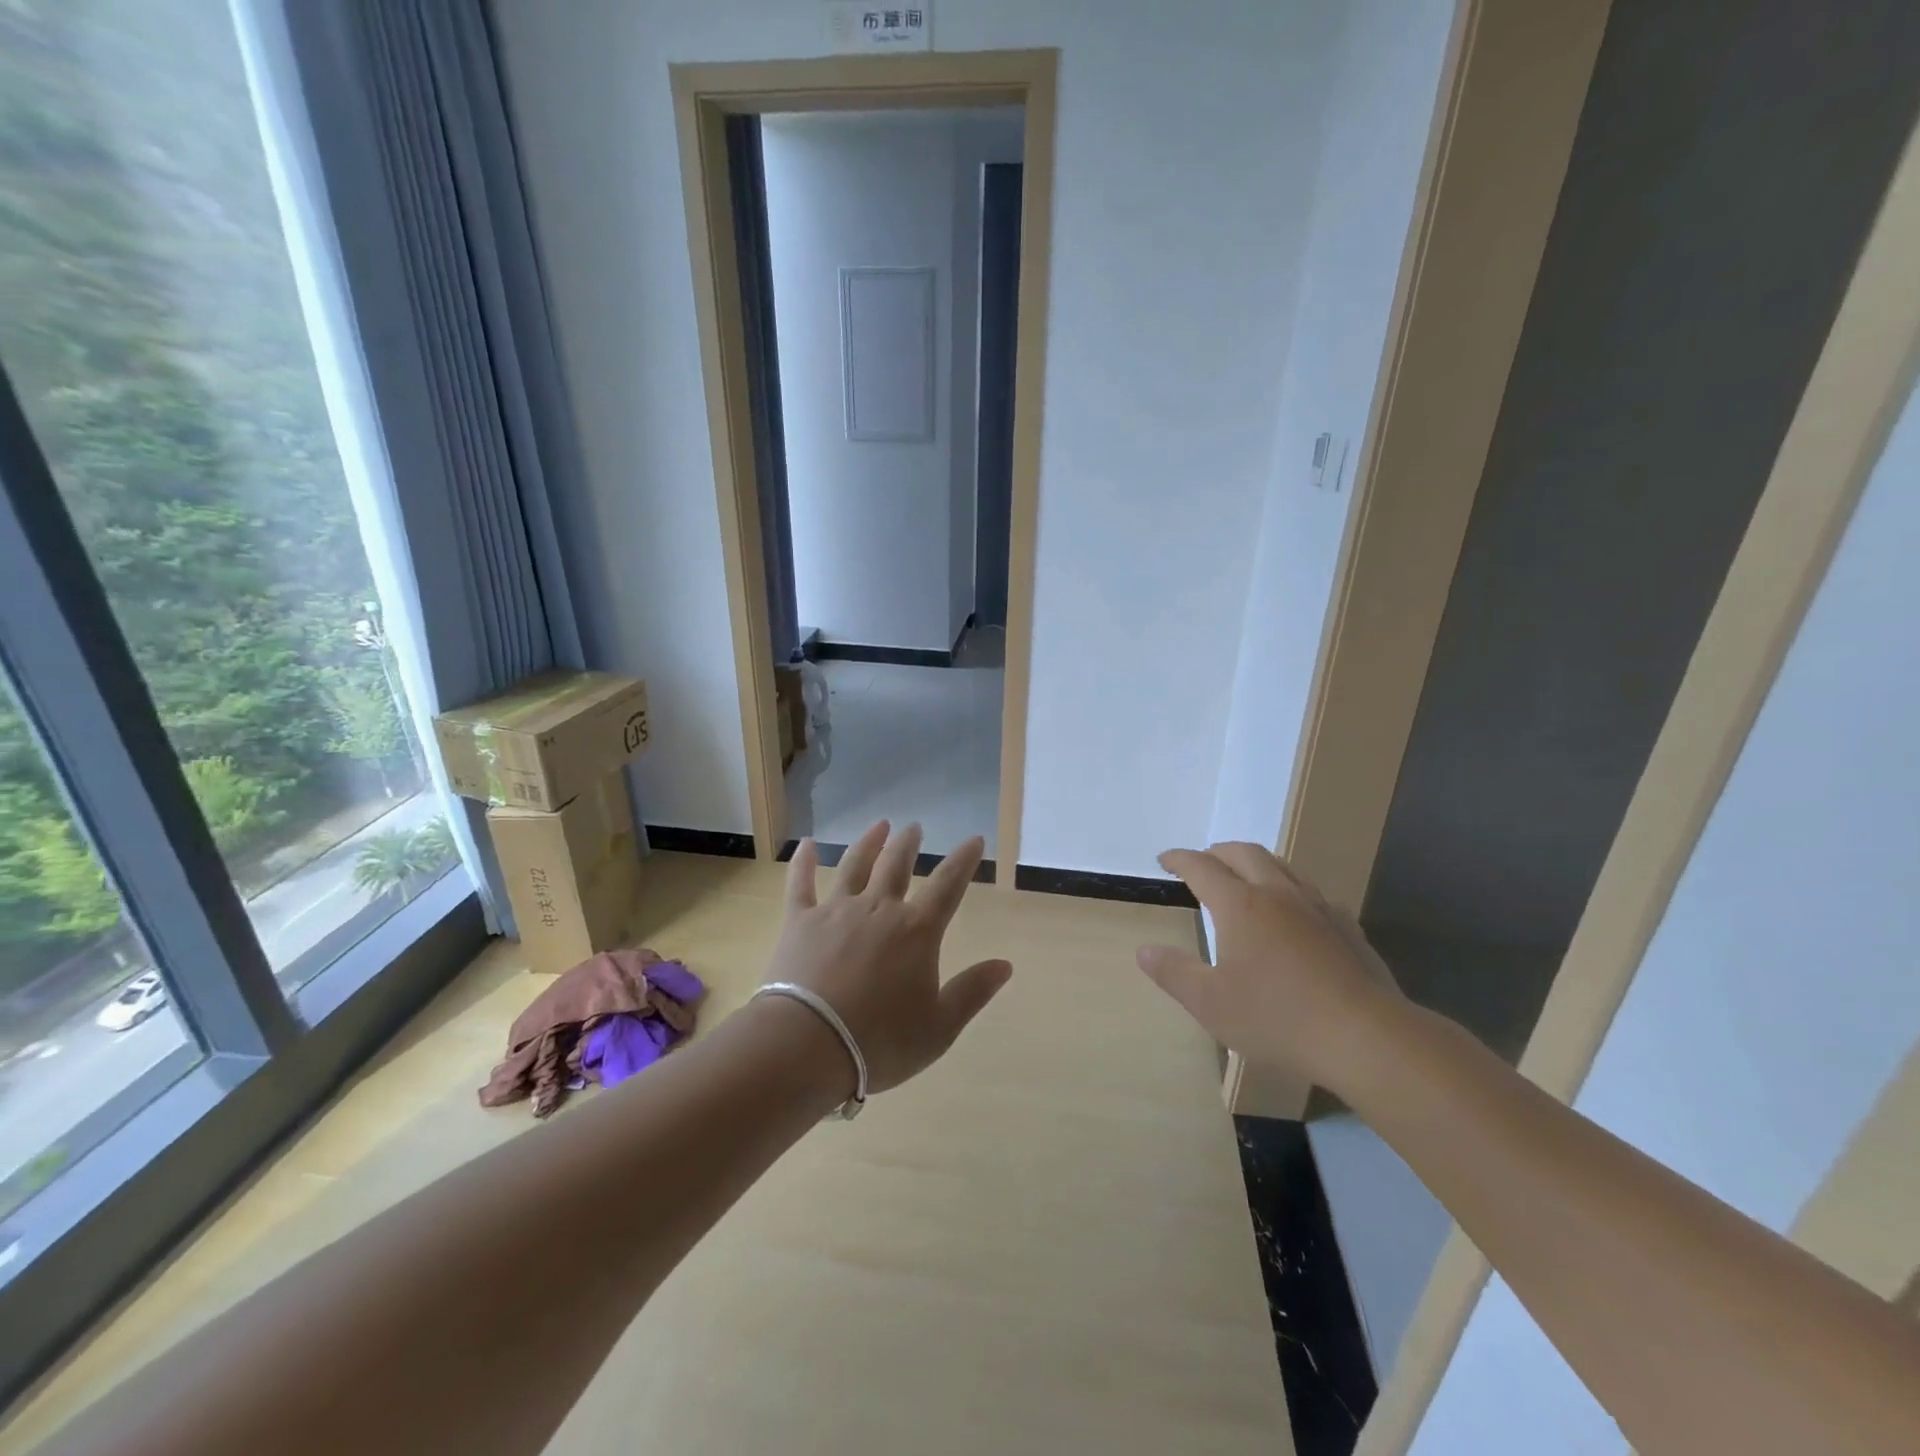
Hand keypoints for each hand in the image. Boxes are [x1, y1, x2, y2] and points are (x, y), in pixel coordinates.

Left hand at [767, 821, 1011, 1096]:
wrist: (807, 1045)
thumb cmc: (879, 1042)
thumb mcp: (939, 1027)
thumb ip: (972, 992)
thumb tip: (1005, 965)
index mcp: (917, 931)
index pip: (948, 885)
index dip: (964, 860)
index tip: (974, 839)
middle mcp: (879, 909)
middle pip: (897, 865)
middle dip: (909, 843)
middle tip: (914, 828)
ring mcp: (836, 911)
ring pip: (855, 865)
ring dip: (869, 842)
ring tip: (879, 825)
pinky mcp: (799, 921)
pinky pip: (801, 883)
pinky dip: (803, 862)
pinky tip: (805, 844)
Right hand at [1136, 842, 1403, 1092]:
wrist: (1367, 1037)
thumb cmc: (1277, 1018)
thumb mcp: (1210, 1003)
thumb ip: (1173, 973)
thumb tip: (1144, 950)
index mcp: (1240, 905)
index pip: (1202, 867)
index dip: (1180, 859)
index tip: (1165, 860)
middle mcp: (1278, 894)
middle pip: (1244, 853)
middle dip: (1217, 851)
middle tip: (1202, 862)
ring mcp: (1317, 907)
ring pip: (1282, 866)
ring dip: (1255, 864)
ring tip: (1244, 879)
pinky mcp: (1347, 928)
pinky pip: (1311, 893)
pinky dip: (1289, 889)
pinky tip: (1293, 914)